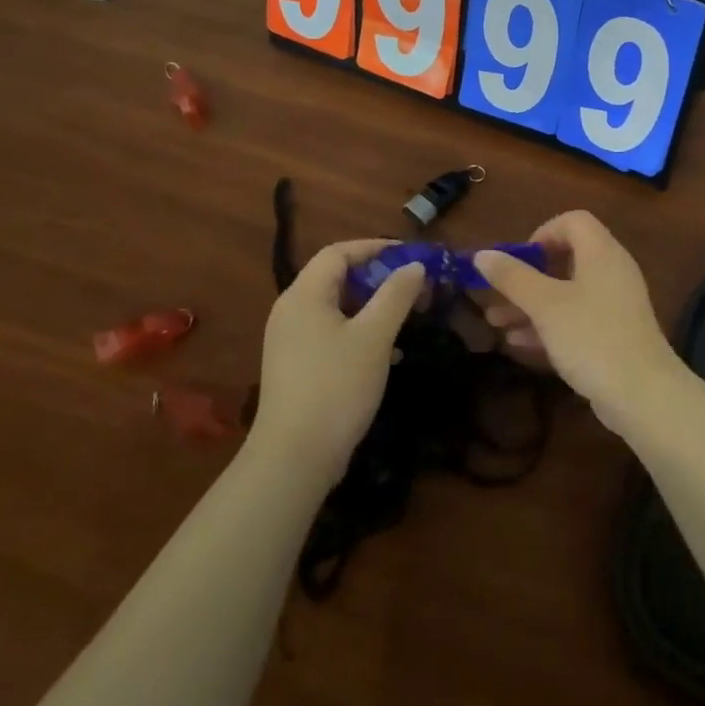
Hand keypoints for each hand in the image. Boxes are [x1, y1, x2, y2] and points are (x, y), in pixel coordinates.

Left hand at [251, 240, 424, 481]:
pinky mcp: (296, 367)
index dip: (375, 248)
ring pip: (336, 307)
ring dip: (371, 305)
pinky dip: (358, 330)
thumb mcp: (374, 336)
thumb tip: (414, 265)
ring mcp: (290, 340)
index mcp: (304, 295)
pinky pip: (330, 332)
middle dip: (377, 277)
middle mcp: (291, 311)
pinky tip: (385, 351)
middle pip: (336, 278)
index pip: (338, 253)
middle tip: (413, 287)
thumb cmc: (336, 386)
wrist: (295, 457)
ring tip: (405, 315)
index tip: (410, 256)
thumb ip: (396, 295)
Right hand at [473, 212, 682, 436]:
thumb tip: (482, 254)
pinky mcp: (613, 334)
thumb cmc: (592, 337)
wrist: (643, 395)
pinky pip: (576, 318)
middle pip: (567, 258)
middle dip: (528, 274)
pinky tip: (517, 342)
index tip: (519, 259)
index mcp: (601, 253)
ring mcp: (614, 305)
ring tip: (494, 320)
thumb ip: (513, 278)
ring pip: (567, 292)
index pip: (574, 221)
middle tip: (500, 290)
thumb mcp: (546, 306)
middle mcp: (612, 271)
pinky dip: (548, 324)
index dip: (543, 232)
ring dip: (531, 303)